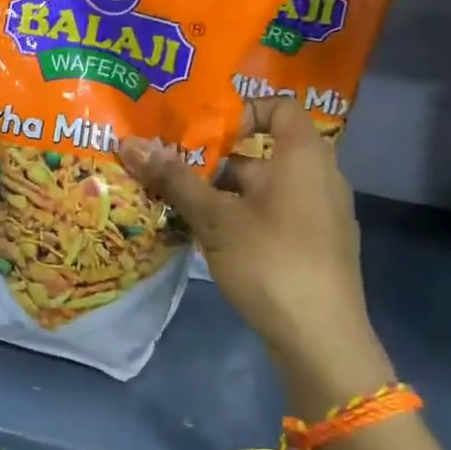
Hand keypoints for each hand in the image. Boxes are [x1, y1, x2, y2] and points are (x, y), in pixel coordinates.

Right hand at [120, 98, 392, 418]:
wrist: (322, 343)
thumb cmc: (271, 263)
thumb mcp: (215, 218)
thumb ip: (174, 179)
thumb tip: (128, 143)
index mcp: (304, 157)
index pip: (279, 107)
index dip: (241, 111)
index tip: (203, 133)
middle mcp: (319, 178)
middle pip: (262, 151)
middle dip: (214, 159)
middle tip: (171, 167)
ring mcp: (321, 215)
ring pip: (264, 187)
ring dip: (222, 191)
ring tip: (177, 203)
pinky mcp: (315, 246)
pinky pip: (274, 214)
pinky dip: (242, 216)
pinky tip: (208, 237)